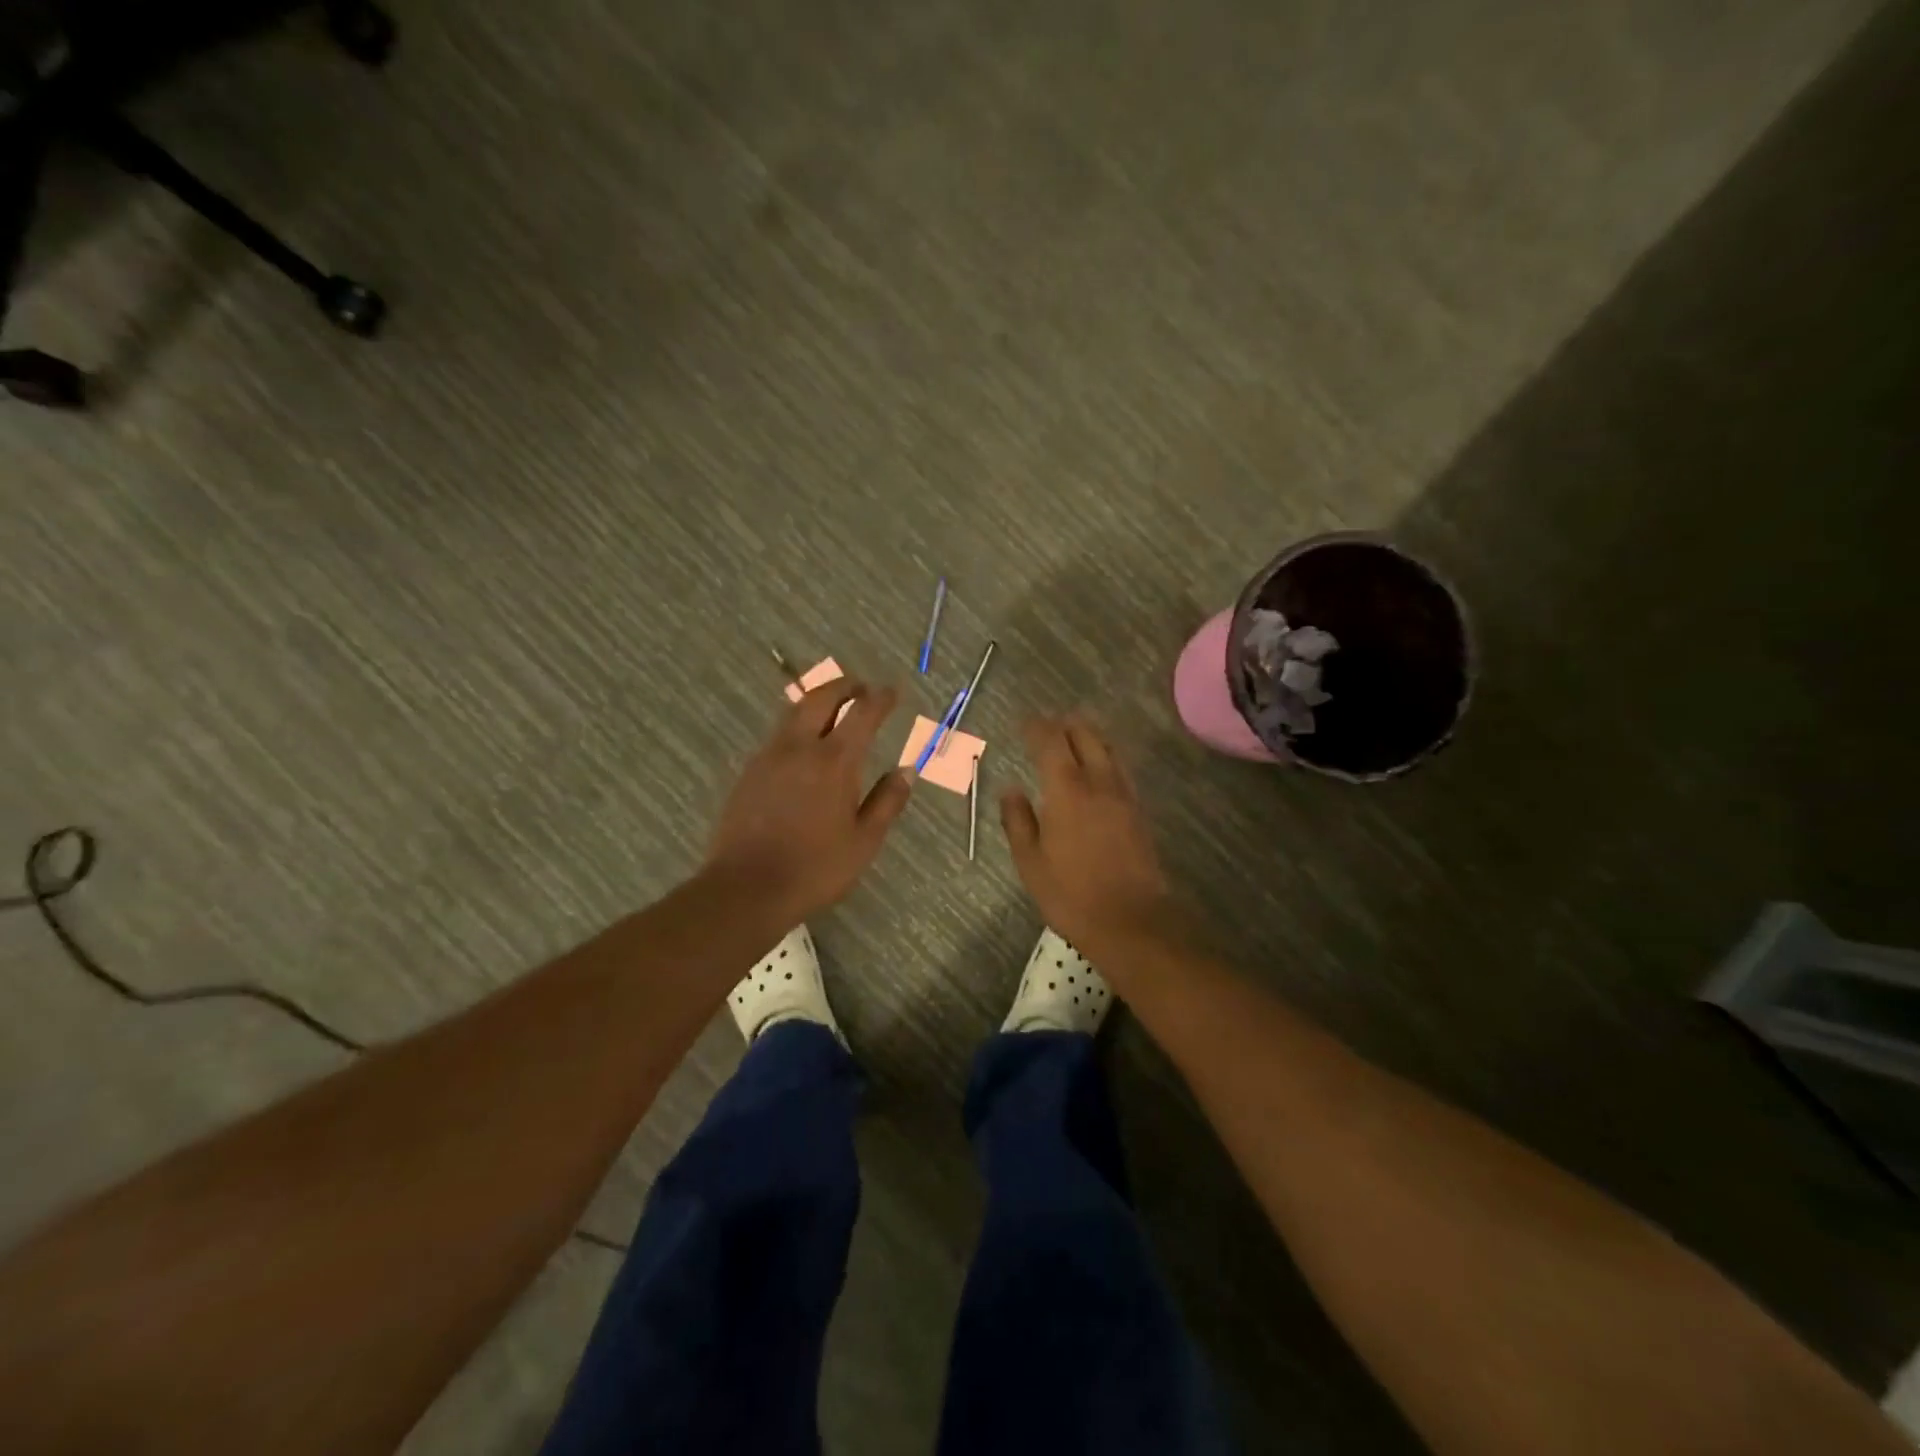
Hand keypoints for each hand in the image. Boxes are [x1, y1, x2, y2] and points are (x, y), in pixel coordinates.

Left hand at [706, 679, 912, 921]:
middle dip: (844, 686)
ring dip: (817, 702)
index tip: (892, 692)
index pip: (862, 713)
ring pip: (794, 713)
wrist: (746, 889)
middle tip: (861, 688)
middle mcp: (799, 748)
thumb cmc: (815, 869)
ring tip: (834, 708)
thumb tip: (907, 770)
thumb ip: (887, 801)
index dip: (880, 698)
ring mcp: (769, 757)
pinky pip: (778, 736)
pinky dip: (797, 726)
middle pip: (820, 698)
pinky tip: (804, 746)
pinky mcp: (749, 772)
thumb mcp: (864, 841)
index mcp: (834, 762)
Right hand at [1001, 715, 1176, 952]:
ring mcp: (1124, 796)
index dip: (1036, 728)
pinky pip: (1120, 770)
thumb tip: (1010, 790)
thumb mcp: (1030, 862)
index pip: (1051, 742)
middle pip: (1086, 736)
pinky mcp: (1139, 812)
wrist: (1131, 920)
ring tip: (1073, 739)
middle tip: (1049, 725)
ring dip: (1089, 737)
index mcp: (1067, 790)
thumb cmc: (1071, 894)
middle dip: (1066, 725)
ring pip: (1108, 750)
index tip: (1024, 723)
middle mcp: (1099, 783)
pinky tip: (1097, 772)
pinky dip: (1105, 759)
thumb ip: (1018, 821)